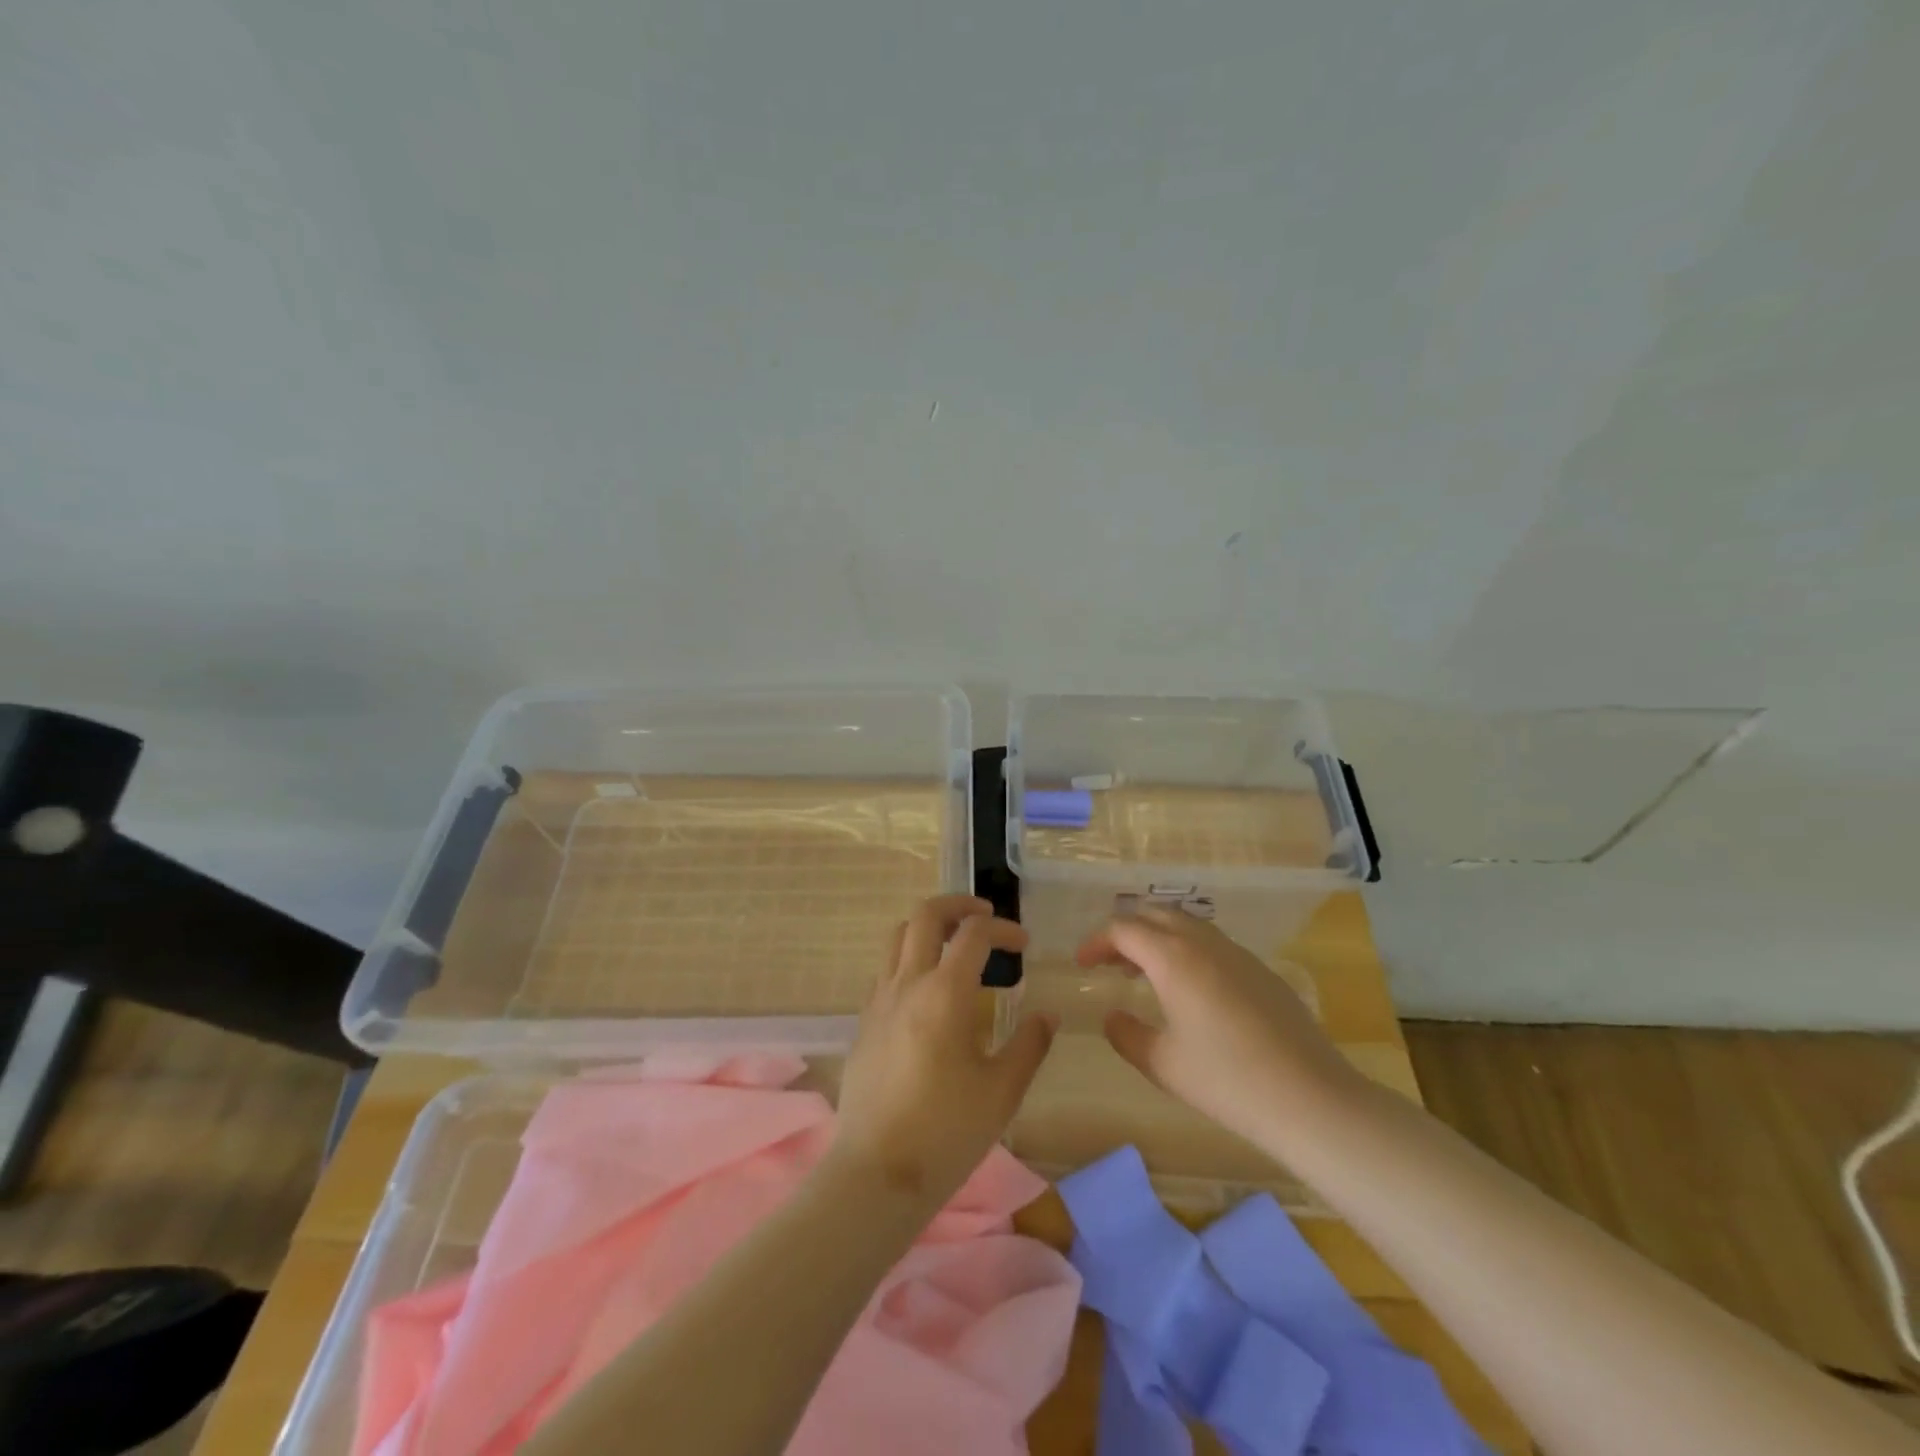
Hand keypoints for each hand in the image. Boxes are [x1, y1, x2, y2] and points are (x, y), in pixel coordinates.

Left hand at [830, 896, 1055, 1211]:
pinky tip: (929, 994)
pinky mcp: (863, 1022)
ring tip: (956, 947)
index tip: (1024, 945)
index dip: (1003, 928)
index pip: (974, 933)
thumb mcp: (1002, 1091)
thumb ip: (1029, 1045)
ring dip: (929, 928)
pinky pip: (886, 970)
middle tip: (984, 915)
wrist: (876, 1173)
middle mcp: (907, 983)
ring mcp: (879, 1000)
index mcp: (944, 993)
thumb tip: (1047, 1016)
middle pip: (926, 915)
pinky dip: (910, 959)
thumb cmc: (946, 1132)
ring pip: (898, 936)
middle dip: (958, 905)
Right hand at [1076, 905, 1360, 1148]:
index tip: (1082, 965)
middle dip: (1127, 932)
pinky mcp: (1262, 970)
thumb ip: (1126, 1035)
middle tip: (1111, 964)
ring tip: (1146, 974)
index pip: (1123, 929)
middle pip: (1155, 914)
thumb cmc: (1227, 1081)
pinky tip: (1191, 991)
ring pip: (1187, 924)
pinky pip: (1212, 943)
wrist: (1311, 1099)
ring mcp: (1238, 953)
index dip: (1097, 942)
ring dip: (1158, 938)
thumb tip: (1112, 1017)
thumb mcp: (1163, 1064)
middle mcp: (1204, 943)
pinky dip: (1187, 950)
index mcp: (1173, 958)